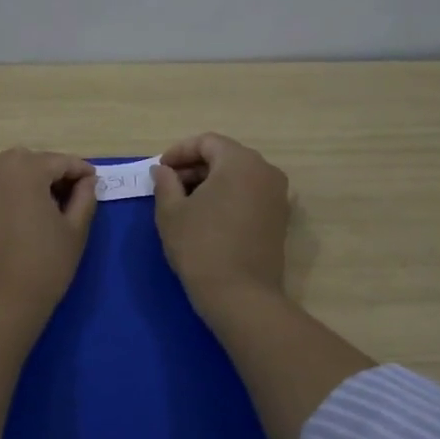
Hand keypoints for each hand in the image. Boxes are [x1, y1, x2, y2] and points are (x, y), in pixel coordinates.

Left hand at [0, 149, 97, 329]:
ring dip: (26, 184)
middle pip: (29, 162)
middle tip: (69, 196)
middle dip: (50, 173)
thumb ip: (84, 198)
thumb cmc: (43, 266)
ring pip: (5, 175)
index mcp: (24, 169)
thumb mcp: (75, 231)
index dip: (81, 171)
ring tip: (43, 210)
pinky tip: (16, 222)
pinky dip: (5, 198)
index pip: (59, 161)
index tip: (94, 182)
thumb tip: (87, 181)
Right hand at [151, 133, 290, 318]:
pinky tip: (208, 217)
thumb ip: (165, 183)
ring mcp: (278, 196)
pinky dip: (228, 197)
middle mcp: (266, 171)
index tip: (159, 170)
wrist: (240, 296)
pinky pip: (250, 195)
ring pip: (239, 176)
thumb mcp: (171, 212)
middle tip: (169, 186)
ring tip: (185, 203)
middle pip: (225, 156)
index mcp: (240, 162)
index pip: (207, 142)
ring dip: (211, 183)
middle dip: (195, 167)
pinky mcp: (279, 219)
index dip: (179, 152)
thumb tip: (163, 170)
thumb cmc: (200, 247)